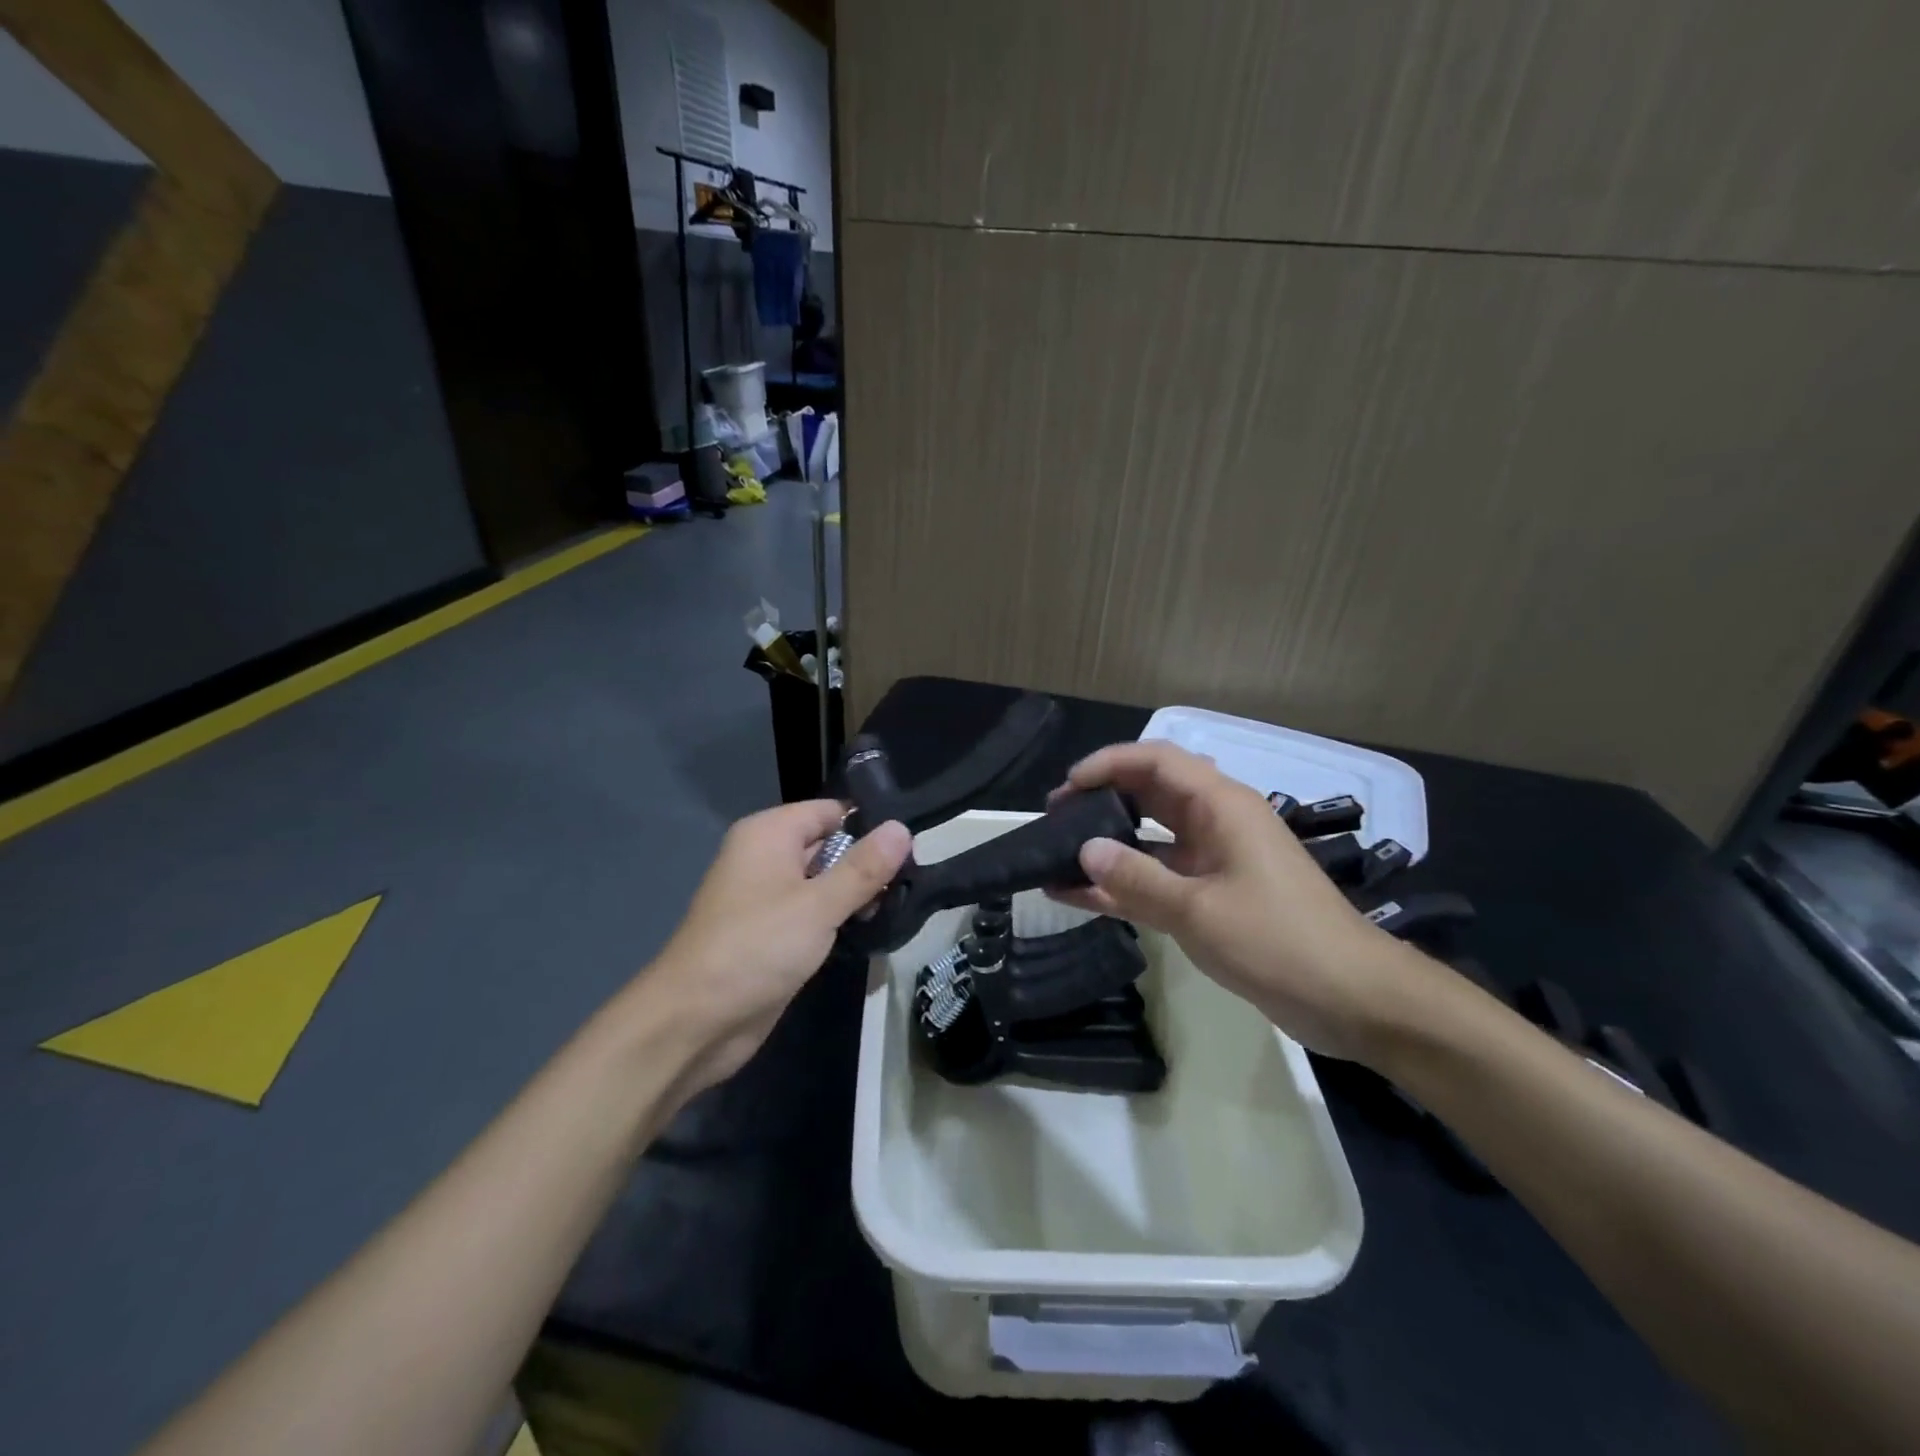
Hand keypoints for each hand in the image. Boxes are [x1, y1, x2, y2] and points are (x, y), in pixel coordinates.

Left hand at [648, 801, 911, 1091]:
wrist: (694, 1022)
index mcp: (769, 834)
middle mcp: (768, 857)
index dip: (871, 824)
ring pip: (825, 882)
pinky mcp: (775, 934)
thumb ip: (863, 868)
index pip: (831, 811)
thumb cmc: (755, 948)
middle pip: (830, 845)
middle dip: (870, 861)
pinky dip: (841, 919)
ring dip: (858, 894)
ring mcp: (770, 898)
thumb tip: (902, 828)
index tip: (915, 844)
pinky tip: (875, 927)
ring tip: (904, 903)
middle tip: (917, 878)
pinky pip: (815, 913)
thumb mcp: (818, 905)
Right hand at [1052, 741, 1430, 1059]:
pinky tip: (1079, 896)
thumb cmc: (1280, 942)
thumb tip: (1085, 849)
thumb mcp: (1200, 911)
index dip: (1109, 764)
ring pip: (1150, 838)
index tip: (1067, 787)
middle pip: (1150, 793)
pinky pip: (1158, 879)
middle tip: (1055, 818)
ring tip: (1058, 854)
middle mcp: (1216, 823)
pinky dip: (1123, 884)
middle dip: (1102, 799)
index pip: (1157, 761)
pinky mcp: (1212, 897)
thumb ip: (1137, 879)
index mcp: (1222, 806)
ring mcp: (1214, 861)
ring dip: (1107, 844)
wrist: (1354, 999)